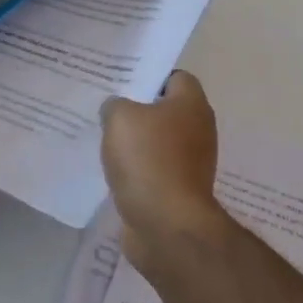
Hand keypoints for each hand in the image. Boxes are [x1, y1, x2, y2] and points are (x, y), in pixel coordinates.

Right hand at [99, 70, 234, 270]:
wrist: (166, 225)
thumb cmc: (148, 159)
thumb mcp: (120, 118)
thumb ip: (115, 105)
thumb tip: (116, 110)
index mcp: (191, 105)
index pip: (174, 77)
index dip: (148, 77)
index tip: (121, 83)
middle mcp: (198, 130)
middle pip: (165, 111)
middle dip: (137, 111)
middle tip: (106, 110)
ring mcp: (191, 163)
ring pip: (158, 142)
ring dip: (135, 143)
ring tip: (104, 140)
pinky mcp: (179, 190)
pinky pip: (154, 170)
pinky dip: (136, 170)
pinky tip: (113, 170)